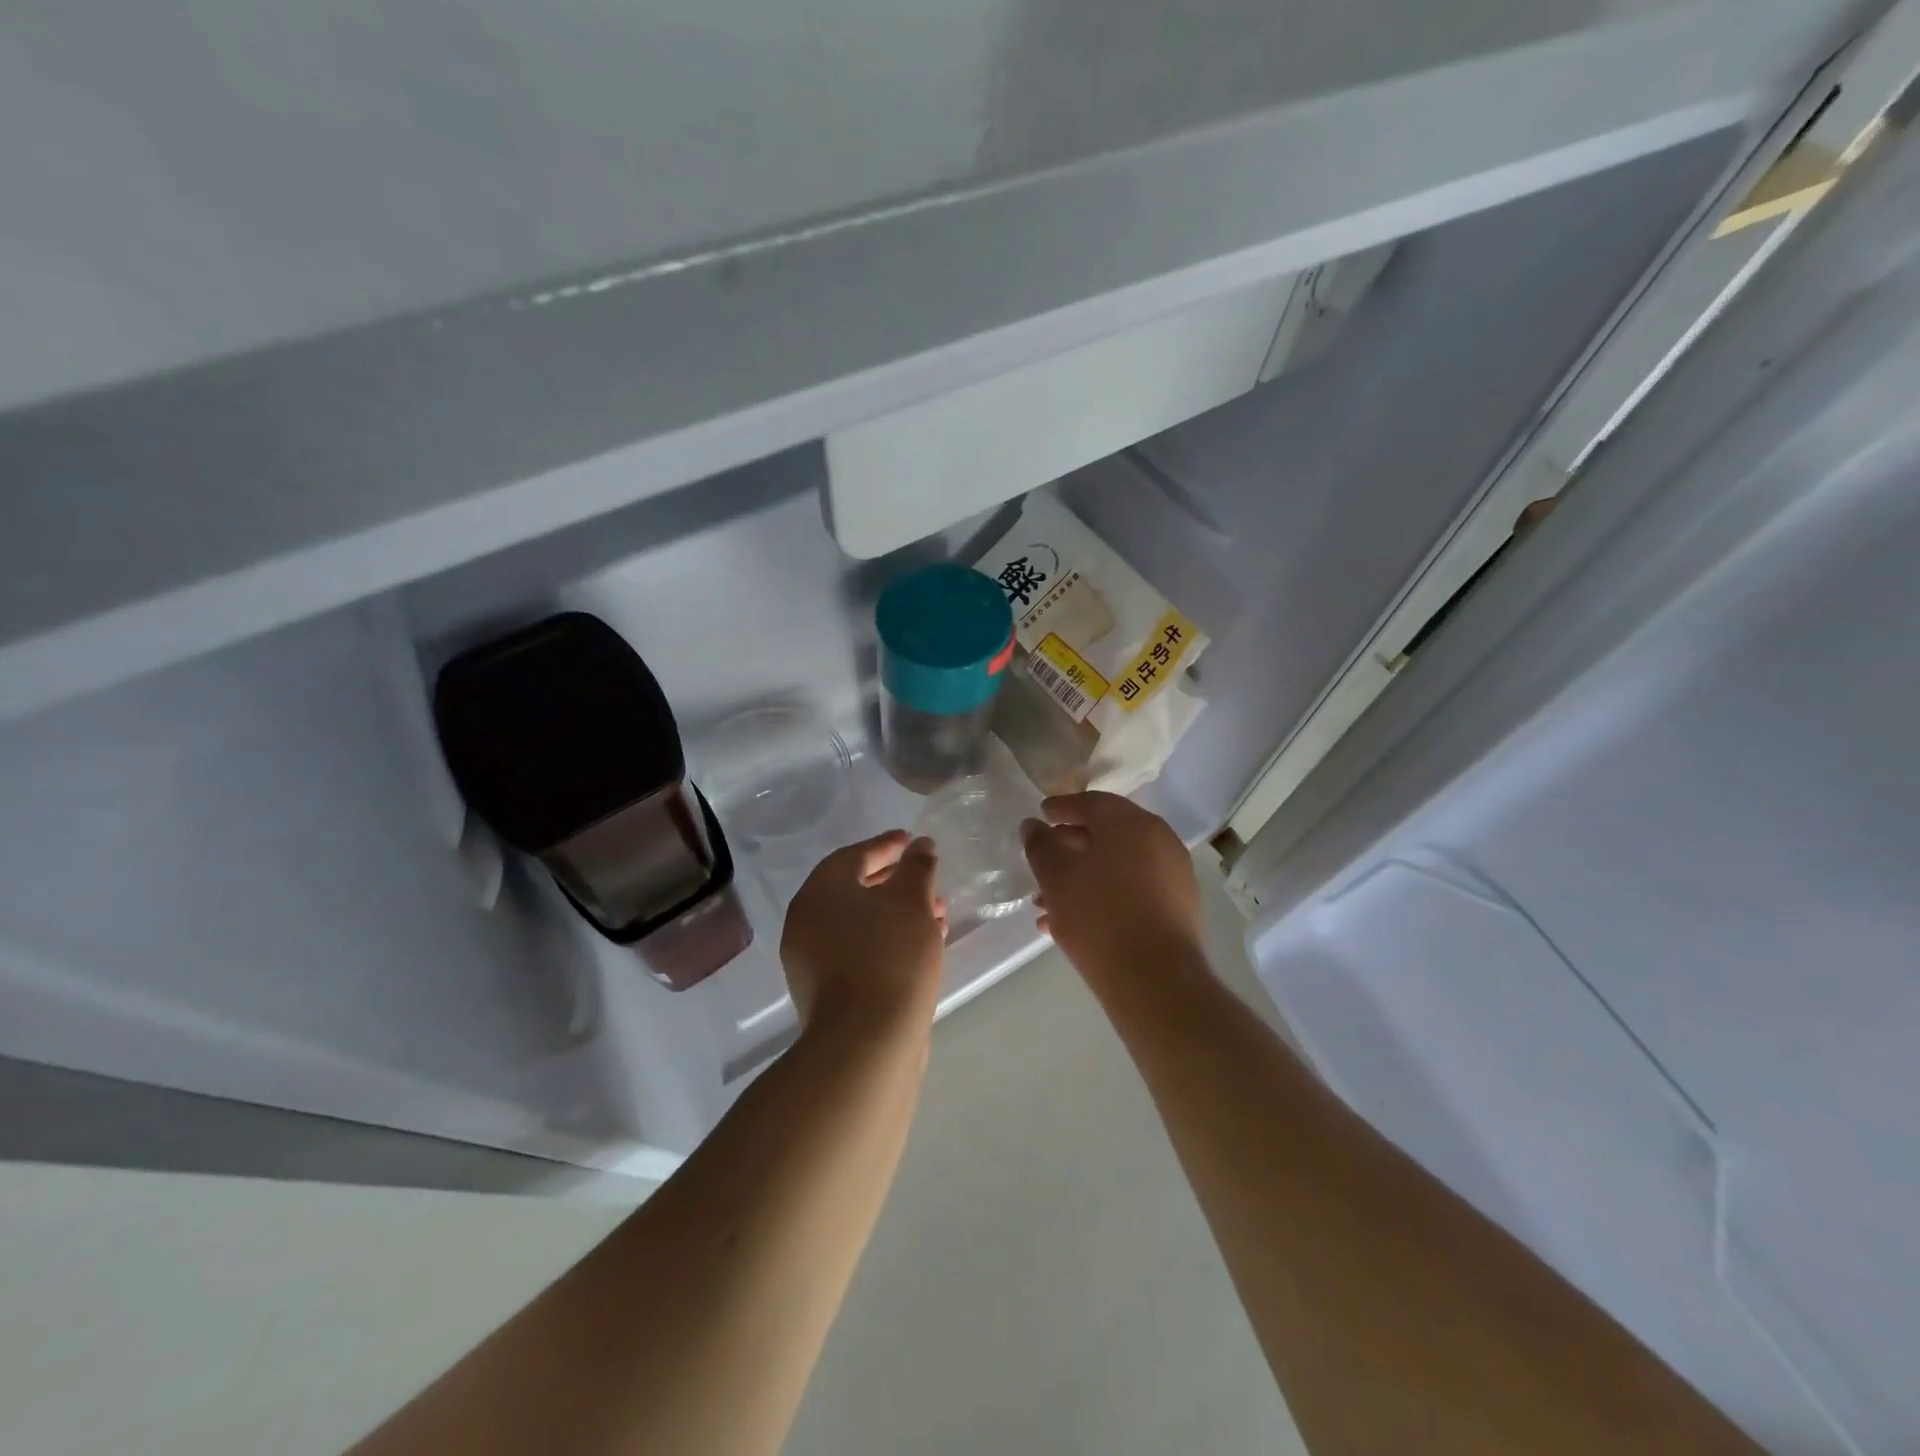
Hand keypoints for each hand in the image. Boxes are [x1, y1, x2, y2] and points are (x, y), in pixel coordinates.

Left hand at [781, 831, 946, 1042]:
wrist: (866, 1043)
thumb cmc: (890, 957)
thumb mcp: (912, 901)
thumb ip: (917, 867)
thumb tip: (920, 845)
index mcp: (819, 892)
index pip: (854, 855)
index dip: (887, 846)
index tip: (912, 841)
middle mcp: (807, 921)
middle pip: (855, 889)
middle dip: (896, 882)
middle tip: (928, 880)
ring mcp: (812, 960)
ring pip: (861, 923)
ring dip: (897, 913)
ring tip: (937, 915)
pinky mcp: (827, 991)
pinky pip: (860, 950)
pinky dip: (888, 940)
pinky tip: (923, 946)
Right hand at [1022, 792, 1200, 980]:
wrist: (1154, 978)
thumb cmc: (1098, 914)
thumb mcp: (1056, 876)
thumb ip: (1040, 844)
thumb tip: (1033, 826)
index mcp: (1131, 822)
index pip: (1092, 803)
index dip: (1061, 808)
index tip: (1041, 815)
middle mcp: (1159, 840)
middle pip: (1106, 834)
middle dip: (1070, 847)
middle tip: (1042, 859)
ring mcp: (1173, 875)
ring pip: (1117, 866)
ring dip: (1082, 877)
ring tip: (1046, 904)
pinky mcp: (1177, 908)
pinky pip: (1133, 890)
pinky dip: (1104, 896)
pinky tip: (1073, 923)